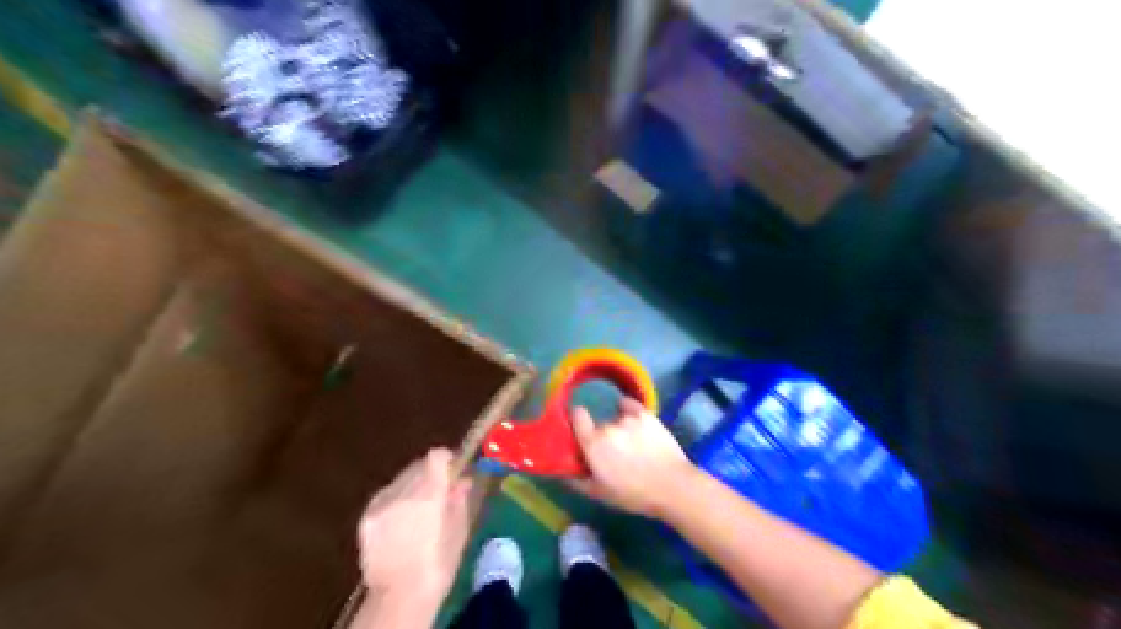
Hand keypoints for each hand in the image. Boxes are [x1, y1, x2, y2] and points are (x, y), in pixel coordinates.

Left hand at [354, 450, 468, 611]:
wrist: (400, 597)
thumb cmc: (439, 565)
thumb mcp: (459, 530)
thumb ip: (459, 498)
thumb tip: (463, 480)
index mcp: (429, 491)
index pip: (436, 456)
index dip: (446, 460)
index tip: (453, 470)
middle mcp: (402, 490)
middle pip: (417, 465)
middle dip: (429, 473)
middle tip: (439, 491)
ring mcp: (381, 503)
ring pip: (400, 480)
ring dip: (411, 486)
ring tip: (419, 510)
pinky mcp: (366, 517)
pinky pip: (385, 497)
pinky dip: (395, 502)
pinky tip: (400, 523)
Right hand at [572, 399, 698, 517]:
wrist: (673, 486)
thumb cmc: (634, 494)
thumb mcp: (600, 494)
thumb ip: (577, 480)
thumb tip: (563, 472)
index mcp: (592, 443)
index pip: (576, 415)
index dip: (577, 421)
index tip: (581, 432)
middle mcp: (607, 425)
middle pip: (598, 424)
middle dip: (601, 436)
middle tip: (613, 452)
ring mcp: (628, 418)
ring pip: (615, 418)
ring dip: (619, 428)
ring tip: (633, 445)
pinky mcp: (646, 414)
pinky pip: (629, 406)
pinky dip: (629, 412)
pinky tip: (636, 424)